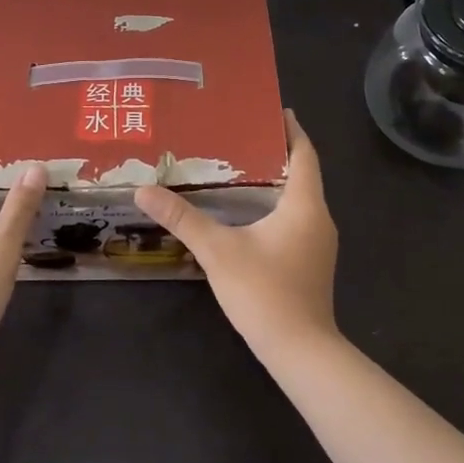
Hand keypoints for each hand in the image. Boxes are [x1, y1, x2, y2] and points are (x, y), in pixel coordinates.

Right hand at [133, 111, 338, 357]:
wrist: (301, 353)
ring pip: (299, 198)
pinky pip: (296, 219)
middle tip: (242, 134)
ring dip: (276, 181)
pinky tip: (248, 211)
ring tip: (240, 167)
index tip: (273, 110)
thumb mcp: (218, 251)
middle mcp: (319, 218)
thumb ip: (183, 219)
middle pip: (303, 173)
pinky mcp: (311, 262)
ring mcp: (318, 243)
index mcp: (304, 205)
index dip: (291, 130)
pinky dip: (276, 205)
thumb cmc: (265, 293)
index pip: (304, 154)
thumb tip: (145, 191)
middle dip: (276, 152)